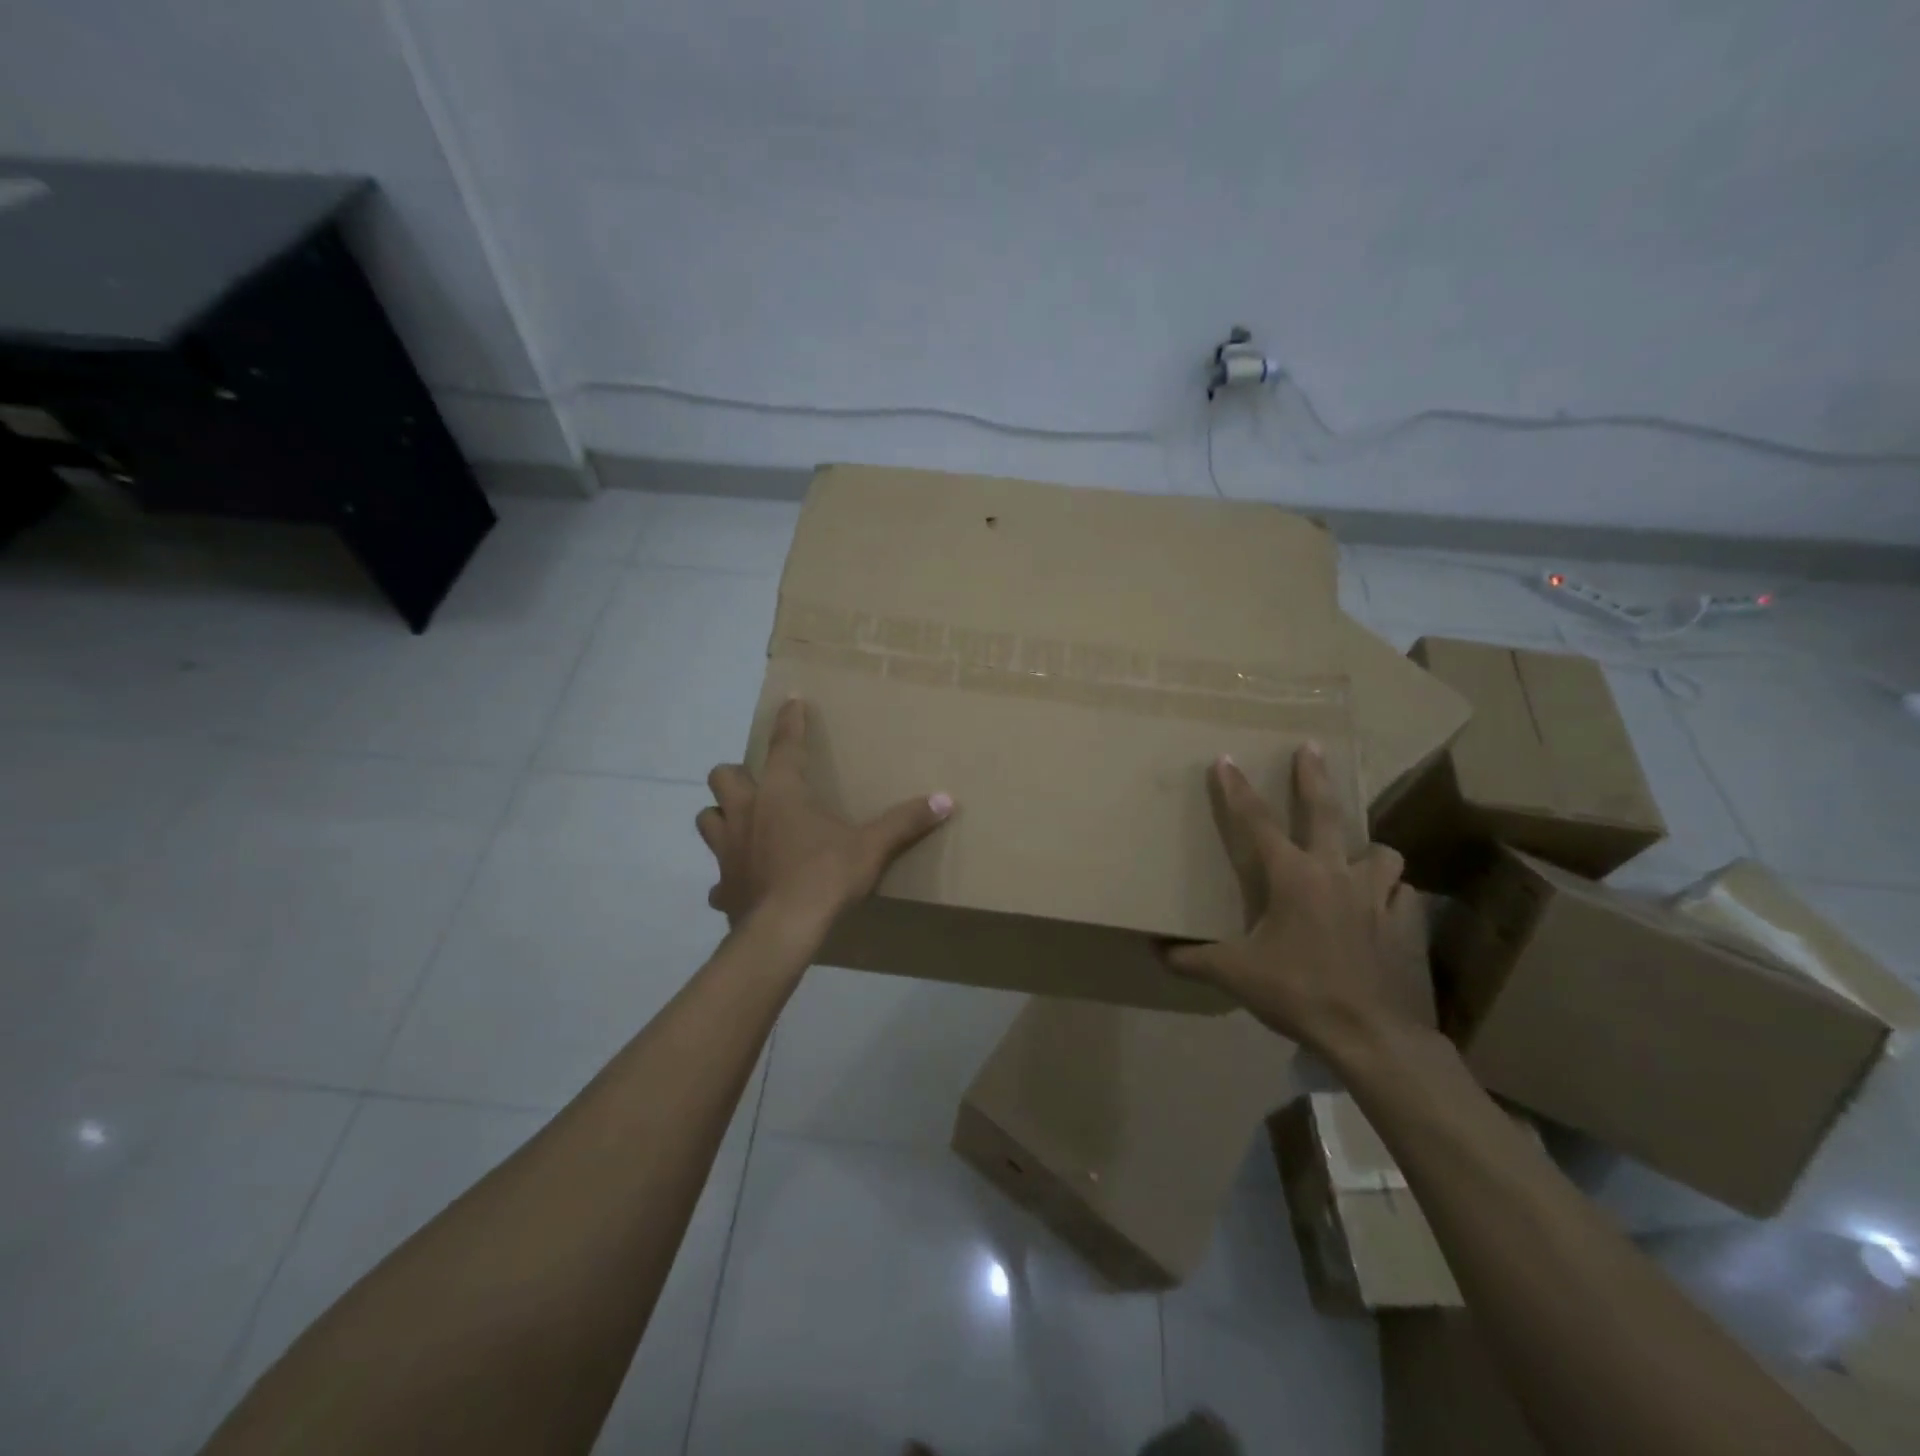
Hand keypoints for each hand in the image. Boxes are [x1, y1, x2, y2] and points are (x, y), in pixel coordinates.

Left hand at [698, 697, 953, 933]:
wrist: (783, 932)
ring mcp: (727, 851)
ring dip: (722, 818)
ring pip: (708, 820)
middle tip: (757, 785)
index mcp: (781, 794)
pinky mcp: (723, 887)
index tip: (791, 700)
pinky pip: (717, 879)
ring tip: (742, 826)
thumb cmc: (825, 877)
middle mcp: (746, 813)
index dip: (789, 720)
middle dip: (736, 775)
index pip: (784, 745)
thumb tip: (946, 799)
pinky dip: (728, 879)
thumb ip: (905, 821)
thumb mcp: (871, 847)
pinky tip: (743, 885)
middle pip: (723, 777)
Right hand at [1165, 745, 1432, 1055]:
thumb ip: (1192, 959)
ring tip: (1355, 858)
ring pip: (1380, 852)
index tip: (1225, 759)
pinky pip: (1402, 894)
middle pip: (1325, 812)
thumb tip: (1156, 952)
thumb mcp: (1234, 975)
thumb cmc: (1298, 992)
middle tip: (1311, 748)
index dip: (1237, 790)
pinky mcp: (1407, 923)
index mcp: (1293, 877)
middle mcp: (1336, 874)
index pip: (1256, 823)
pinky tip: (1381, 908)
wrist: (1372, 1035)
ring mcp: (1377, 896)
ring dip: (1365, 851)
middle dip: (1313, 777)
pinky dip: (1390, 894)